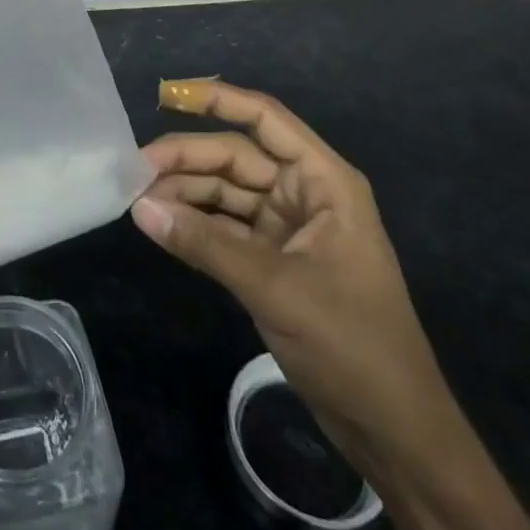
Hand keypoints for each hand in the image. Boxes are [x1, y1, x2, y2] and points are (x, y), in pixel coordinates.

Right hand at [132, 80, 450, 467]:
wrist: (395, 434)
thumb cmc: (352, 345)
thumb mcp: (275, 288)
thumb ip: (204, 244)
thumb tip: (139, 206)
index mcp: (324, 181)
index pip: (265, 119)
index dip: (217, 99)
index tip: (166, 94)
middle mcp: (304, 194)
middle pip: (235, 156)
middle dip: (186, 159)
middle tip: (134, 170)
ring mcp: (287, 228)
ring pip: (225, 192)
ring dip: (184, 193)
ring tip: (138, 199)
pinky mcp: (273, 261)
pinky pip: (225, 228)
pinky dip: (194, 226)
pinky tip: (161, 225)